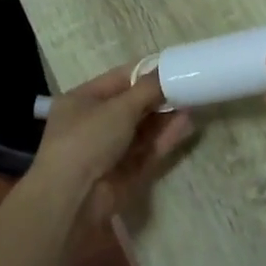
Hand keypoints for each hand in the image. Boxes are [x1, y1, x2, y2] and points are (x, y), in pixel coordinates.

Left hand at [33, 64, 193, 227]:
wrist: (73, 198)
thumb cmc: (88, 139)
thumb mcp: (118, 108)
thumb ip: (147, 89)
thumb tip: (166, 70)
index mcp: (82, 100)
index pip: (118, 80)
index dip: (145, 73)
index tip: (174, 67)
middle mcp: (93, 123)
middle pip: (132, 105)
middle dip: (159, 97)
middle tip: (189, 86)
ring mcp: (108, 150)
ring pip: (142, 129)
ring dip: (165, 118)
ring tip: (193, 104)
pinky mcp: (123, 172)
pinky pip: (146, 150)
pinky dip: (164, 138)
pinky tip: (186, 125)